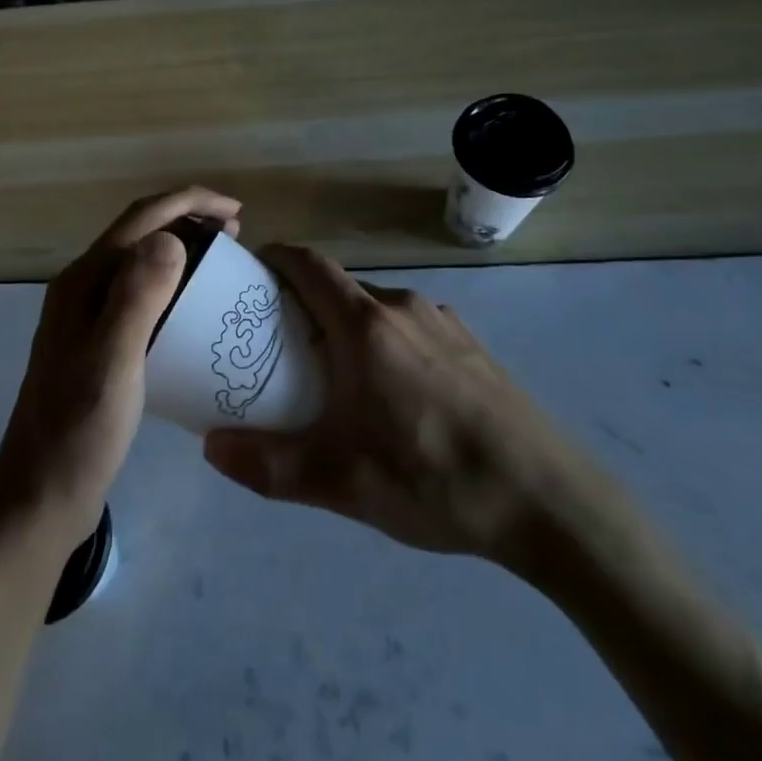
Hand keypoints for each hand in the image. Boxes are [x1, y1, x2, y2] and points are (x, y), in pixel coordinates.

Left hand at [0, 186, 242, 554]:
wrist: (40, 496)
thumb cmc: (79, 432)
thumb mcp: (113, 363)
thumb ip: (136, 298)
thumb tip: (170, 237)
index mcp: (83, 282)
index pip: (140, 218)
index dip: (189, 202)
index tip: (237, 211)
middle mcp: (82, 288)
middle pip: (139, 233)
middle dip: (188, 221)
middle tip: (237, 237)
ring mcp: (87, 317)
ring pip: (140, 262)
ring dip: (181, 250)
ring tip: (222, 264)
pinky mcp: (97, 343)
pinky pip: (140, 295)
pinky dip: (173, 286)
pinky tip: (194, 310)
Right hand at [203, 245, 596, 582]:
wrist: (550, 502)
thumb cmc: (434, 478)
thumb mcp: (340, 482)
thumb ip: (268, 465)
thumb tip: (211, 448)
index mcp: (365, 325)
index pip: (308, 264)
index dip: (275, 258)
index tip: (250, 275)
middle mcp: (403, 308)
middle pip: (339, 287)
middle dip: (304, 303)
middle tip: (279, 343)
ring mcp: (445, 324)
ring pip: (377, 309)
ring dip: (346, 325)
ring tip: (334, 374)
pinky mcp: (473, 347)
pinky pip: (411, 327)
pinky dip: (385, 341)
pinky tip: (394, 396)